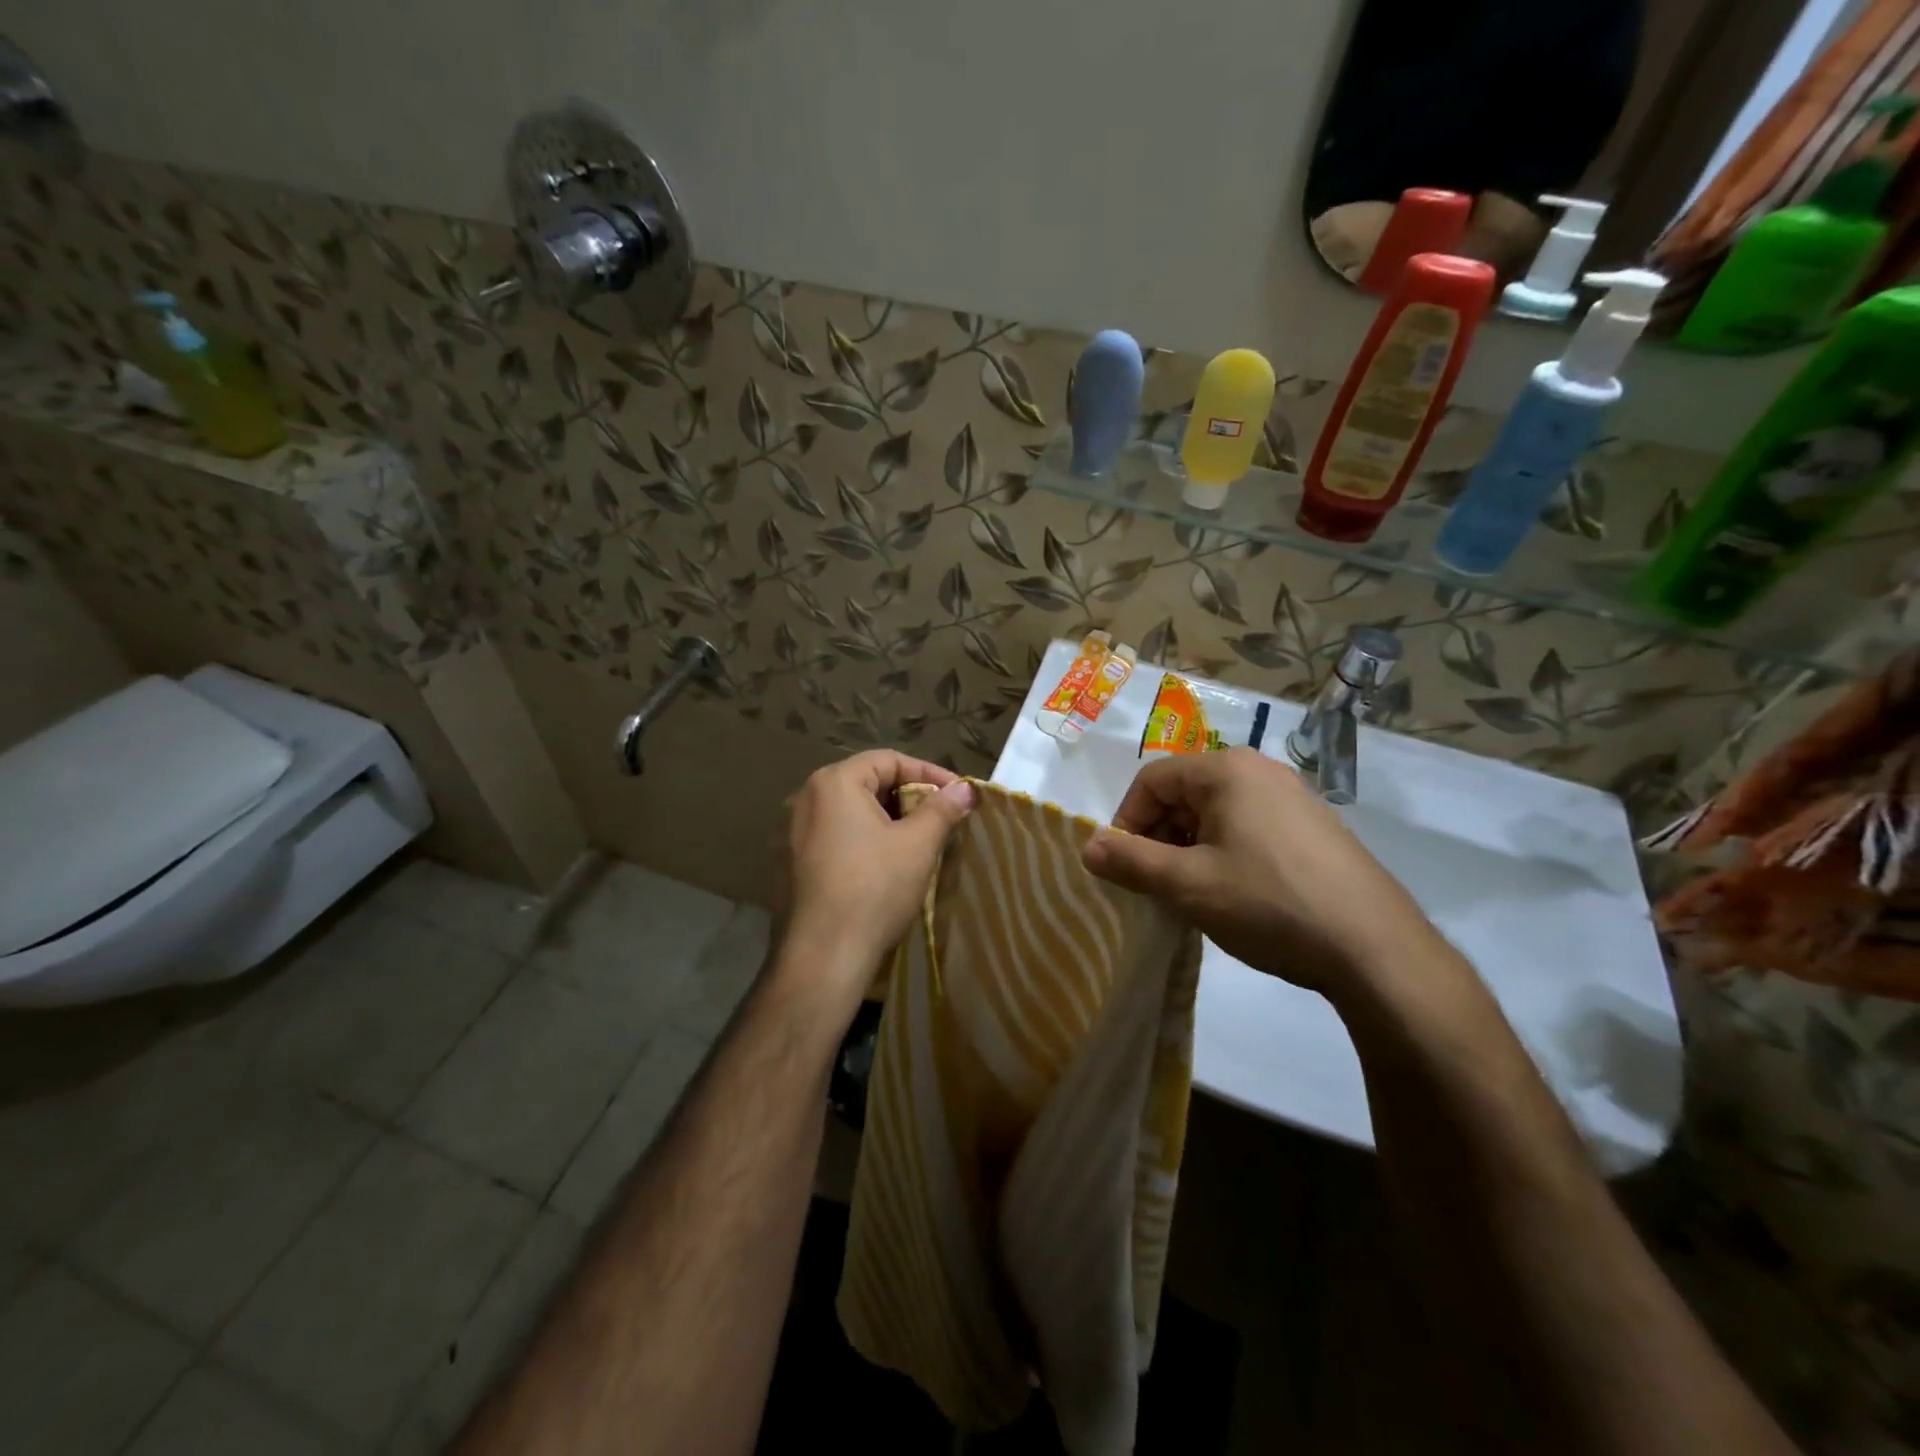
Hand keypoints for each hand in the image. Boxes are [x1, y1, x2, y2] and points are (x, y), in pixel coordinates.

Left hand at [775, 750, 974, 1013]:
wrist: (822, 956)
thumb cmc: (873, 889)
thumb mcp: (918, 845)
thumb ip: (942, 808)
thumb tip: (965, 788)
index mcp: (833, 782)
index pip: (889, 760)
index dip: (929, 773)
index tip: (958, 795)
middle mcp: (805, 798)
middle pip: (867, 783)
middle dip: (909, 797)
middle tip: (941, 819)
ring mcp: (792, 832)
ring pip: (851, 813)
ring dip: (887, 821)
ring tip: (918, 842)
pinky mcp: (789, 863)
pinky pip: (834, 838)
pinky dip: (863, 841)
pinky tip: (884, 866)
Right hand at [1080, 748, 1442, 998]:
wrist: (1376, 949)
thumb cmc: (1269, 904)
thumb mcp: (1188, 884)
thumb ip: (1130, 861)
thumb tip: (1087, 847)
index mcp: (1227, 770)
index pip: (1152, 780)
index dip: (1126, 821)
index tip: (1122, 867)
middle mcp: (1261, 771)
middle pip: (1184, 794)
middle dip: (1158, 837)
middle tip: (1155, 885)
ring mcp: (1294, 798)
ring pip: (1216, 814)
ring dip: (1189, 849)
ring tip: (1191, 895)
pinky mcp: (1315, 829)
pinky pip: (1249, 828)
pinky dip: (1224, 854)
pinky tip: (1233, 896)